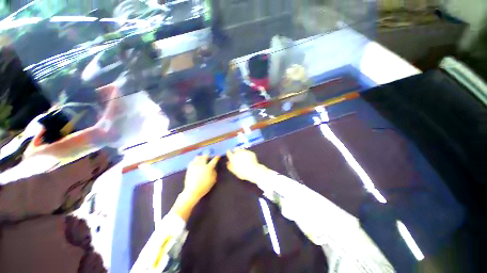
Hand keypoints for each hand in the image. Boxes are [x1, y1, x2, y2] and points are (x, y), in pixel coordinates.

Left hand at [182, 154, 220, 202]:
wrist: (192, 191)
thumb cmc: (204, 187)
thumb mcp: (213, 180)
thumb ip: (214, 173)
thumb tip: (214, 168)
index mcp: (208, 168)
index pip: (214, 160)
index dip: (217, 157)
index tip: (218, 156)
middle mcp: (202, 165)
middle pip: (205, 156)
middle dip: (208, 155)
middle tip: (209, 156)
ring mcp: (195, 166)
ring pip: (198, 157)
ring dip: (201, 157)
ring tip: (202, 158)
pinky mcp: (189, 168)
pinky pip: (192, 161)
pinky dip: (195, 160)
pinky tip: (196, 162)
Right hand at [226, 148, 264, 181]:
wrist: (253, 171)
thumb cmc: (242, 172)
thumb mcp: (234, 171)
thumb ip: (230, 166)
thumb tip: (228, 163)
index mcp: (233, 157)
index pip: (228, 152)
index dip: (229, 153)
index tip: (230, 155)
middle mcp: (238, 152)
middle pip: (235, 150)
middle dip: (236, 152)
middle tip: (238, 157)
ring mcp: (245, 151)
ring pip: (242, 150)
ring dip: (242, 153)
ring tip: (244, 159)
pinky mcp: (251, 152)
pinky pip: (248, 153)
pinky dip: (248, 155)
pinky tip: (249, 159)